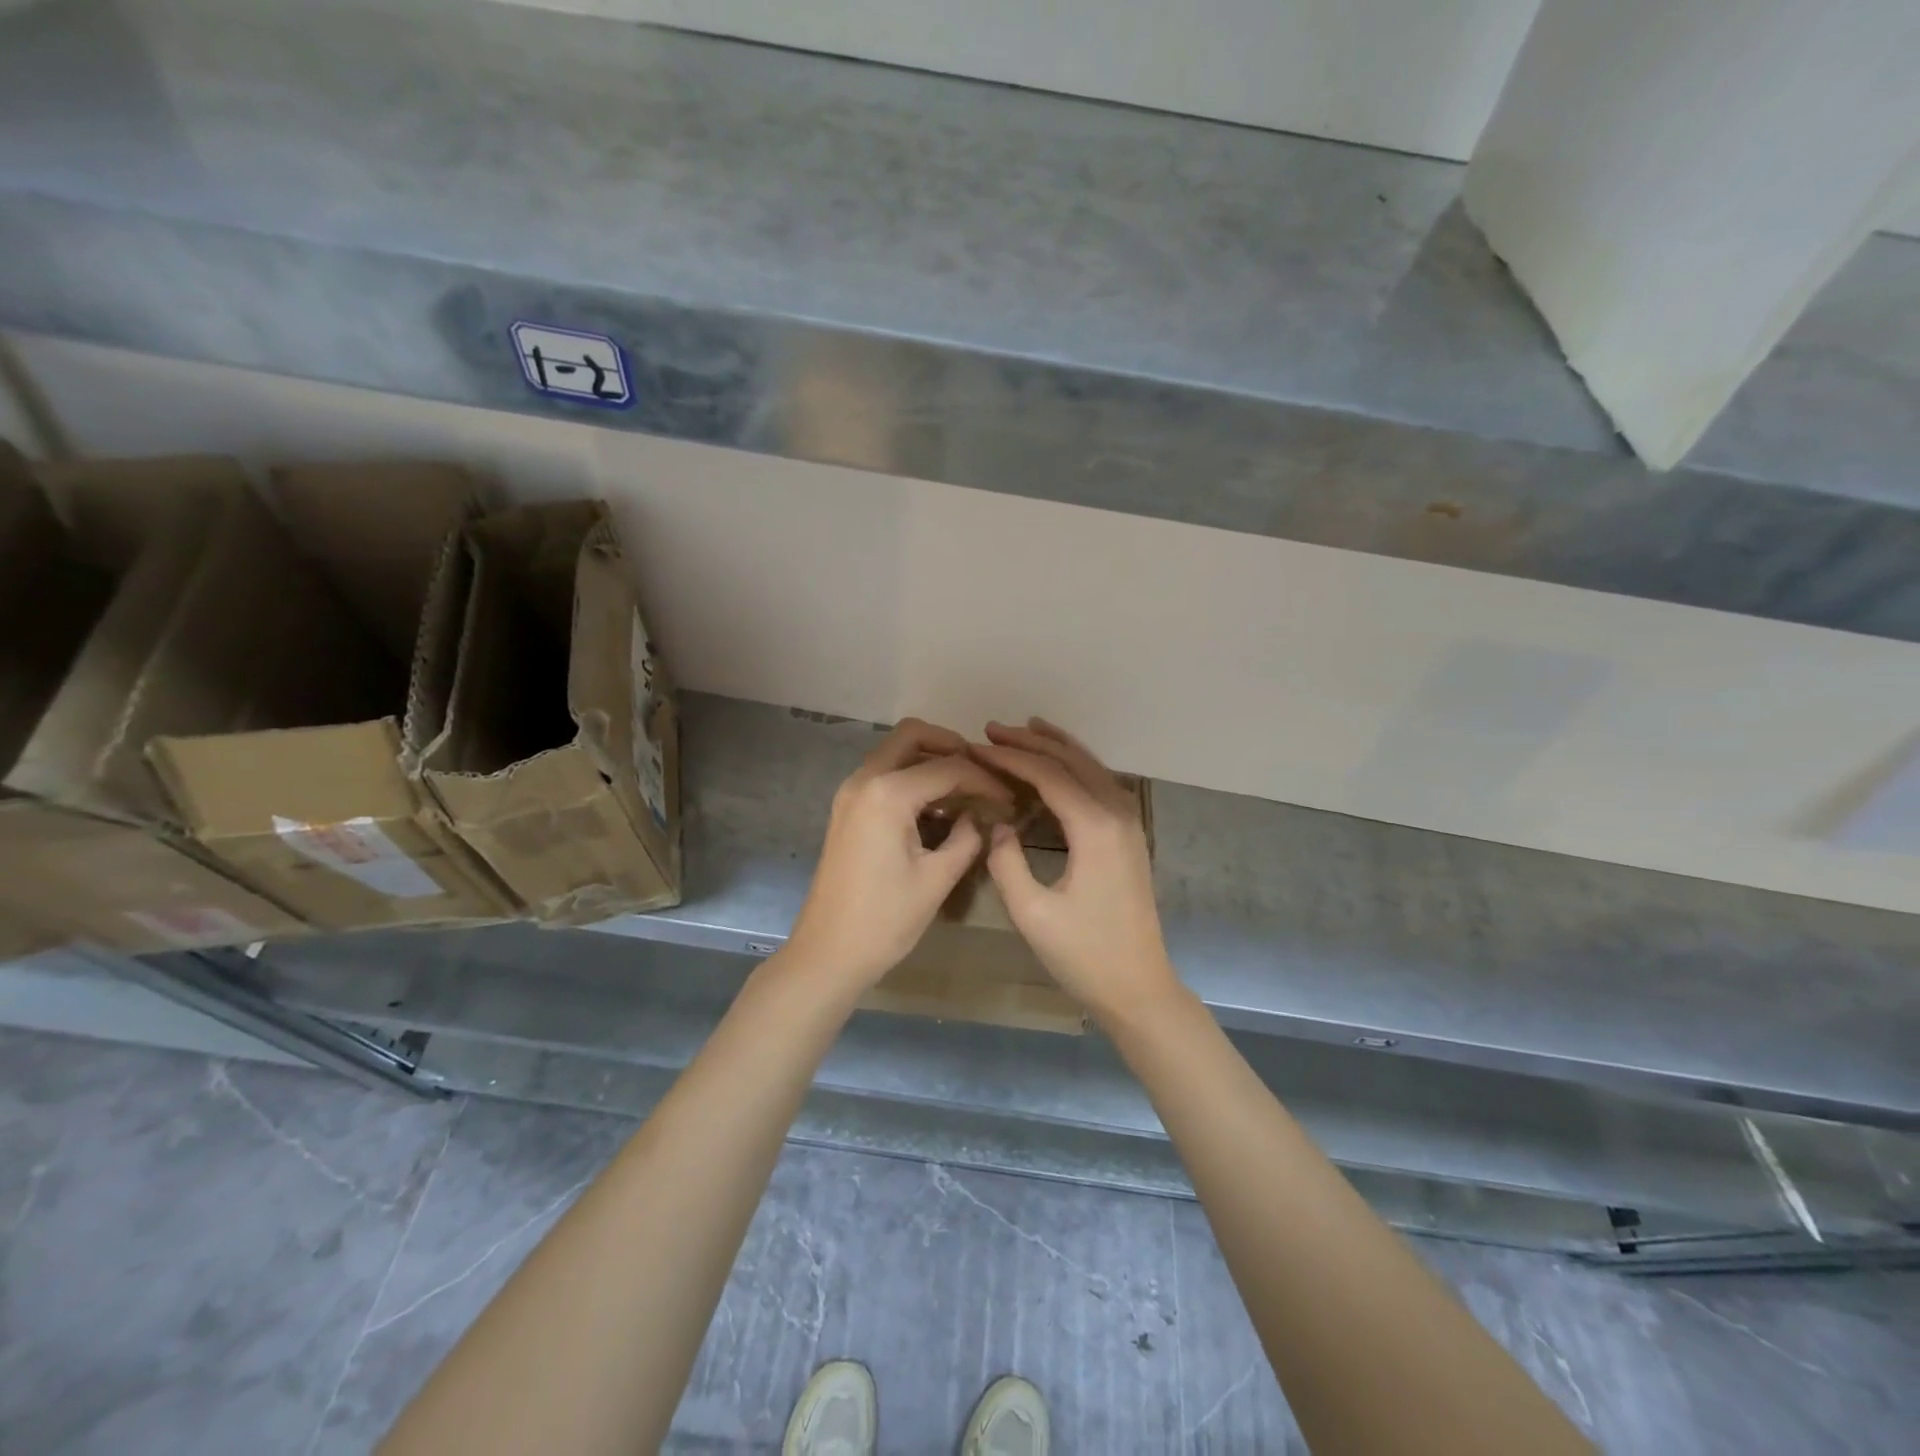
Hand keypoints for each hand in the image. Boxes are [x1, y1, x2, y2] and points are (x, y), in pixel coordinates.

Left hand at [784, 718, 1012, 993]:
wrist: (827, 954)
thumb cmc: (885, 920)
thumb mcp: (936, 879)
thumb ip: (967, 837)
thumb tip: (980, 817)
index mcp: (887, 793)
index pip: (948, 767)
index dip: (984, 779)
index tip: (1009, 799)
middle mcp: (864, 780)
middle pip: (912, 736)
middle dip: (951, 746)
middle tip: (982, 773)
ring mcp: (850, 793)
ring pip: (895, 752)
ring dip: (930, 760)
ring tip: (965, 791)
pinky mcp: (847, 809)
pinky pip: (883, 775)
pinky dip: (911, 778)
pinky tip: (937, 807)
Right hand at [974, 719, 1180, 1023]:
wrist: (1139, 987)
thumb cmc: (1084, 955)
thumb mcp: (1031, 913)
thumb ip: (1006, 861)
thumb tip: (997, 825)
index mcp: (1095, 827)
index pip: (1048, 774)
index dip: (1009, 758)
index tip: (975, 747)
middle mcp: (1117, 813)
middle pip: (1072, 760)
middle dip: (1031, 742)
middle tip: (991, 730)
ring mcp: (1129, 822)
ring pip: (1091, 767)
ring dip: (1056, 747)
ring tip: (1023, 731)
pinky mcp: (1129, 835)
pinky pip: (1100, 784)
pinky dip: (1074, 766)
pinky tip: (1056, 767)